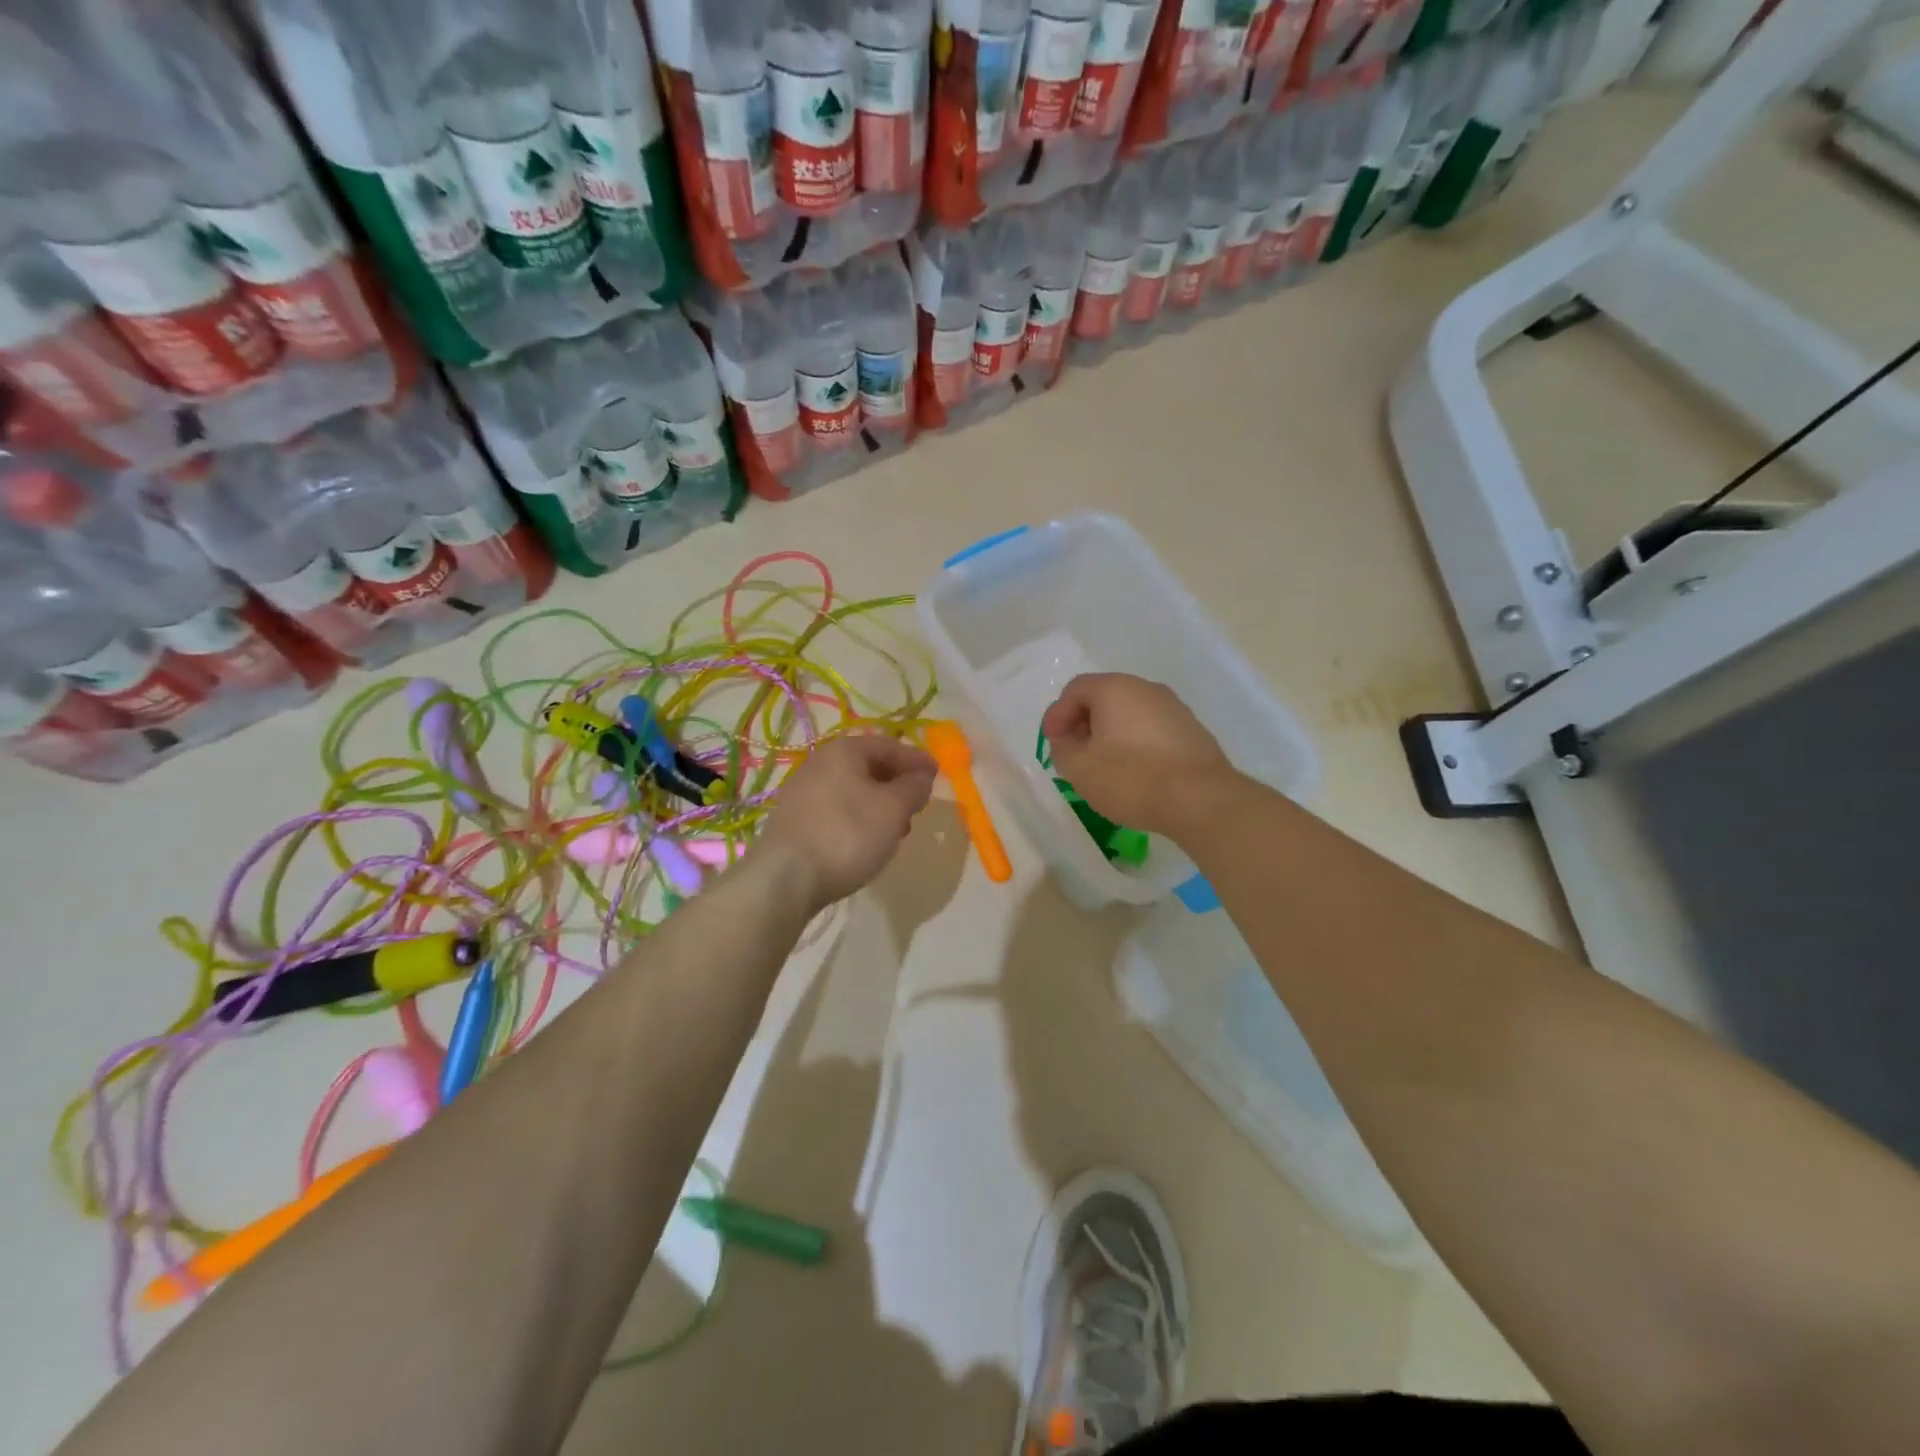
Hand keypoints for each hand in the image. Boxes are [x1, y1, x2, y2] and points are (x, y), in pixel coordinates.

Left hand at [753, 735, 936, 911]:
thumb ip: (914, 787)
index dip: (916, 759)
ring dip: (879, 804)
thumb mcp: (893, 809)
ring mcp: (802, 792)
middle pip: (869, 766)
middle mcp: (820, 763)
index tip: (937, 775)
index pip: (890, 745)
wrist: (784, 879)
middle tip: (917, 805)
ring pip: (852, 790)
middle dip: (897, 783)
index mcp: (845, 751)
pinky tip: (866, 842)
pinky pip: (836, 810)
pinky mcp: (794, 821)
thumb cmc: (847, 834)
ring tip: (896, 830)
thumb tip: (921, 776)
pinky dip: (858, 819)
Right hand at [1040, 673, 1239, 840]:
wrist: (1200, 799)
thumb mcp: (1079, 768)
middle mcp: (1146, 689)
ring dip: (1111, 735)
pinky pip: (1152, 730)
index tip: (1052, 742)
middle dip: (1084, 723)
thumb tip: (1069, 741)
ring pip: (1130, 714)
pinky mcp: (1192, 731)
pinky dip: (1136, 745)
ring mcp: (1174, 708)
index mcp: (1115, 688)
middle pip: (1105, 698)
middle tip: (1074, 753)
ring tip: (1104, 766)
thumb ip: (1063, 749)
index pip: (1076, 689)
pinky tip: (1135, 772)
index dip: (1057, 714)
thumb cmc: (1131, 778)